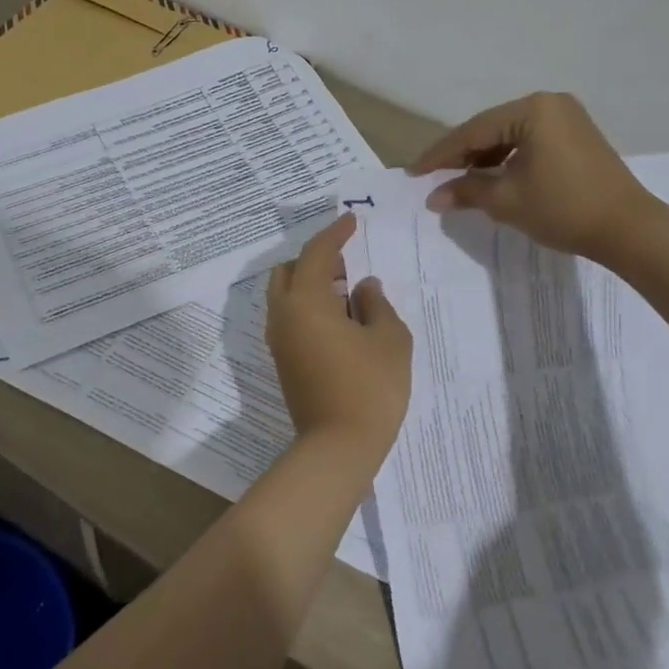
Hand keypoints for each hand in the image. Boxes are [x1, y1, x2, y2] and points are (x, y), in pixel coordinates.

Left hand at [265, 214, 411, 446]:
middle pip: (288, 272)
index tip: (350, 220)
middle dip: (315, 259)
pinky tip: (338, 319)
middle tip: (347, 261)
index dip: (335, 234)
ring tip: (346, 291)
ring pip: (286, 296)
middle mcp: (283, 316)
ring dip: (310, 284)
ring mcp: (279, 341)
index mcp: (306, 302)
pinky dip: (308, 307)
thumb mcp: (389, 339)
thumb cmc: (370, 387)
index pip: (316, 254)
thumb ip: (377, 304)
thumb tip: (364, 287)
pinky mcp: (283, 362)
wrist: (338, 448)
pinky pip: (290, 318)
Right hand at [411, 92, 650, 260]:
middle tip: (432, 177)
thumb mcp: (507, 200)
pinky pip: (529, 141)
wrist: (628, 228)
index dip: (440, 154)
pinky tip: (492, 178)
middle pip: (491, 128)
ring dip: (484, 158)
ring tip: (459, 182)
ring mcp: (566, 117)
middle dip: (461, 155)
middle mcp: (550, 103)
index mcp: (532, 110)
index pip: (473, 131)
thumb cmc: (563, 208)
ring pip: (510, 135)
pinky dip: (508, 159)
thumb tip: (433, 197)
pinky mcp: (576, 135)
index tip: (413, 172)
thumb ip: (467, 191)